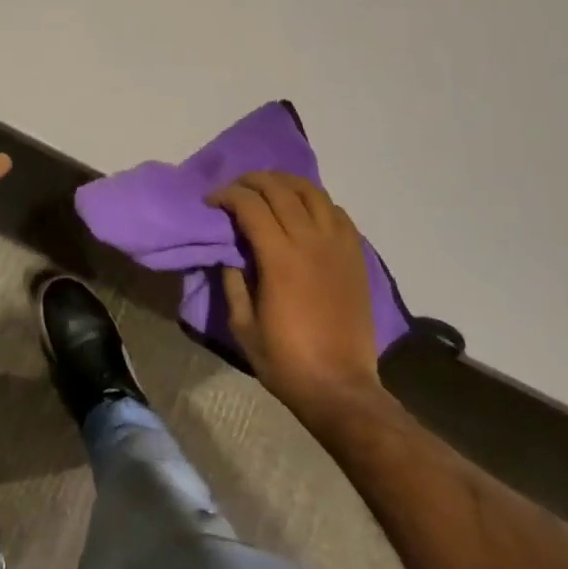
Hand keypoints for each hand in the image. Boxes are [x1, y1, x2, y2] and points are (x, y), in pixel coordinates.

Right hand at [208, 172, 383, 423]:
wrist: (340, 387)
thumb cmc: (285, 361)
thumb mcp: (242, 325)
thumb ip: (233, 280)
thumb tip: (228, 250)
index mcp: (280, 258)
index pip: (250, 205)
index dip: (227, 195)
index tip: (211, 201)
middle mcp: (310, 241)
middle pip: (280, 189)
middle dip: (252, 180)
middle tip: (235, 189)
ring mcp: (338, 245)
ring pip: (312, 192)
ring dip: (285, 182)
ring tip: (268, 189)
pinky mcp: (356, 255)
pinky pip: (337, 212)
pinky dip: (316, 202)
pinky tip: (303, 210)